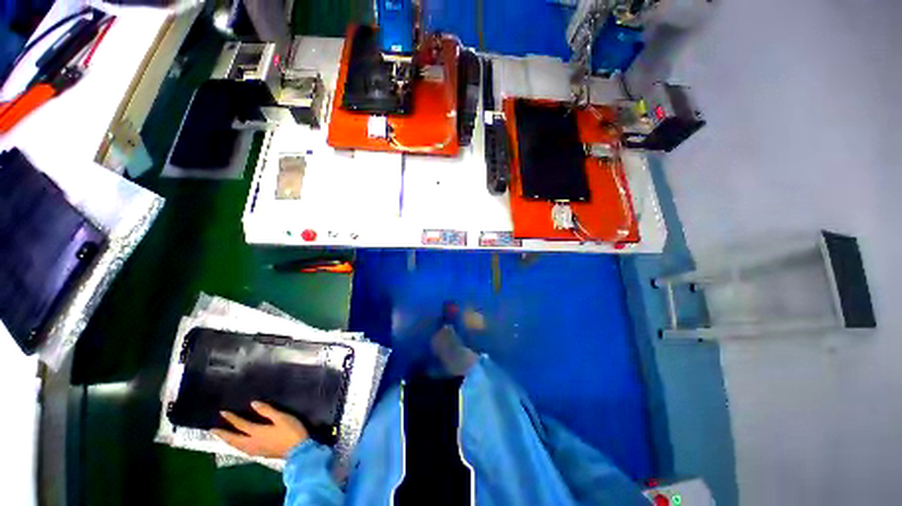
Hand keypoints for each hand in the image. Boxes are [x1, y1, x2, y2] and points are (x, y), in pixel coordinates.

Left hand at [211, 401, 308, 458]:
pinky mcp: (260, 454)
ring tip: (222, 438)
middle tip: (213, 430)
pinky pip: (242, 450)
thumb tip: (253, 403)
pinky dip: (235, 446)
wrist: (298, 450)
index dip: (232, 418)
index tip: (222, 412)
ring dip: (228, 441)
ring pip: (236, 446)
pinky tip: (237, 446)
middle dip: (223, 434)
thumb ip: (267, 411)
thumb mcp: (282, 417)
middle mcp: (252, 442)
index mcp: (257, 432)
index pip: (241, 425)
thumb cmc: (291, 430)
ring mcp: (255, 450)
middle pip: (234, 439)